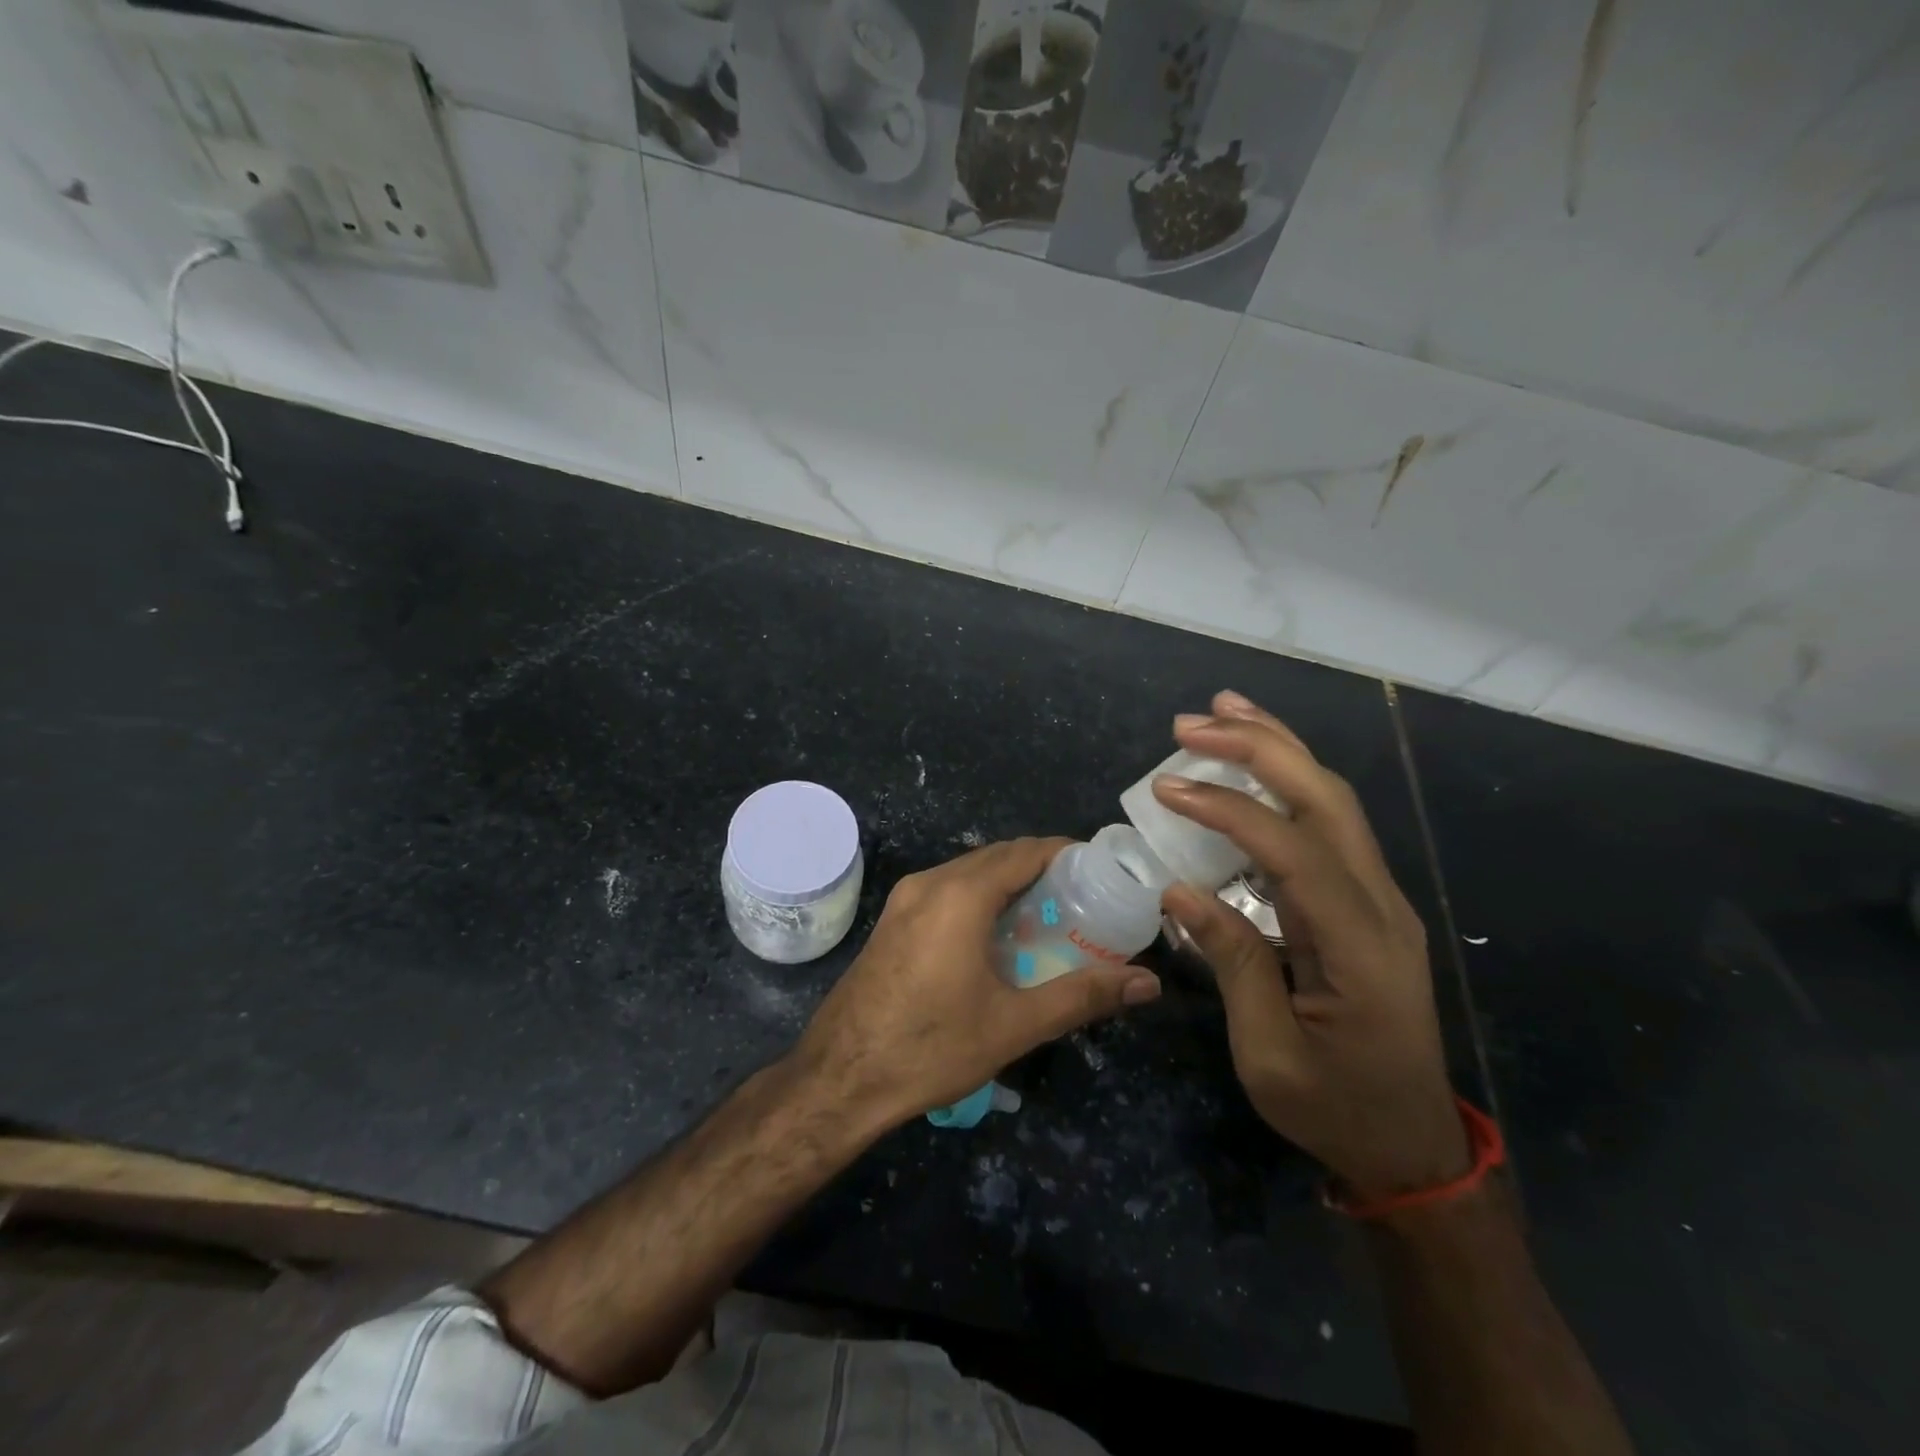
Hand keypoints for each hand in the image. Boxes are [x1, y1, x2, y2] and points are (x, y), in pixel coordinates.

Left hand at [795, 837, 1161, 1125]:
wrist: (839, 1079)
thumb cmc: (931, 1048)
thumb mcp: (1014, 1025)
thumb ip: (1082, 996)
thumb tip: (1148, 983)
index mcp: (960, 895)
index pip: (1025, 851)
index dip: (1066, 853)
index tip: (1101, 872)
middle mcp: (930, 883)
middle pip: (996, 857)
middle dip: (1040, 868)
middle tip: (1082, 899)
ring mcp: (904, 900)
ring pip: (968, 871)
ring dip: (1007, 882)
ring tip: (1047, 916)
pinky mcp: (891, 921)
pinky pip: (945, 890)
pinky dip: (979, 896)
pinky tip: (996, 936)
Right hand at [1155, 692, 1468, 1199]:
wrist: (1410, 1147)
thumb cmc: (1335, 1110)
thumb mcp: (1268, 1054)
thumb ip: (1232, 963)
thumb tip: (1179, 891)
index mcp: (1360, 947)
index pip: (1293, 851)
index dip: (1229, 809)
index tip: (1167, 789)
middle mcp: (1381, 906)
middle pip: (1327, 800)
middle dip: (1260, 749)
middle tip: (1192, 723)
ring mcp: (1379, 900)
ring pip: (1333, 801)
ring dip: (1278, 750)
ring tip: (1223, 712)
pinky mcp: (1365, 902)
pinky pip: (1326, 826)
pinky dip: (1286, 784)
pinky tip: (1252, 768)